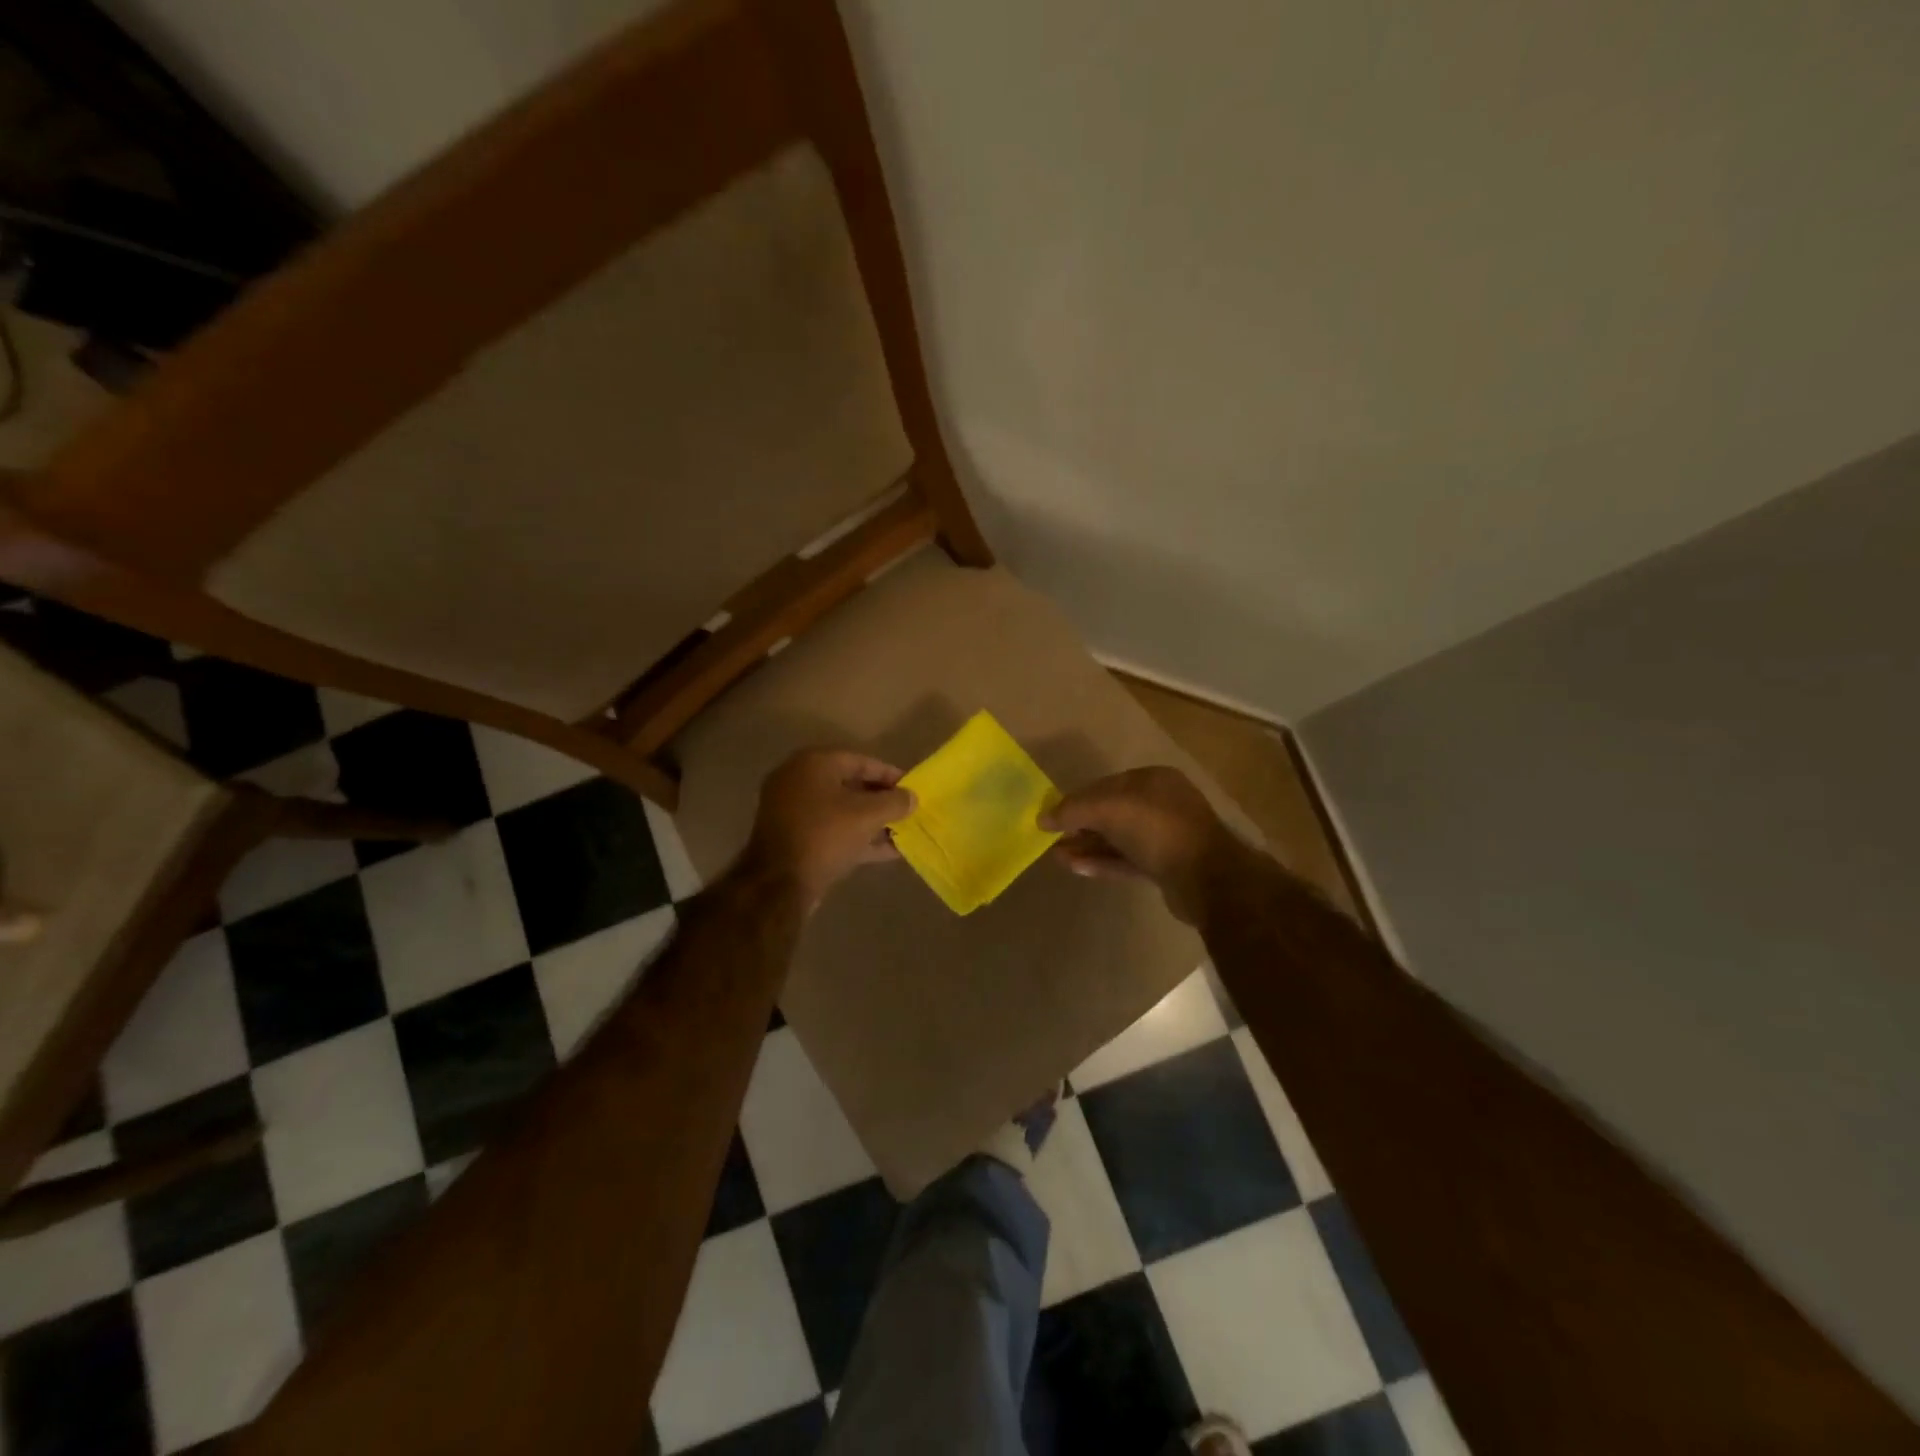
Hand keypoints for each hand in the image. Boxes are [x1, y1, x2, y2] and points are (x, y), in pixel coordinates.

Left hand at [740, 749, 913, 906]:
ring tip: (902, 833)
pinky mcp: (794, 839)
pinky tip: (887, 851)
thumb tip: (912, 798)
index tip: (913, 789)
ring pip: (841, 811)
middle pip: (850, 785)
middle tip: (907, 811)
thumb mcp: (867, 815)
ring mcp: (793, 811)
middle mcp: (799, 781)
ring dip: (871, 822)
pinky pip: (831, 831)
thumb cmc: (824, 835)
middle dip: (881, 800)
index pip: (861, 761)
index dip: (890, 775)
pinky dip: (856, 838)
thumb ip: (894, 802)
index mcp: (813, 764)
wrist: (778, 883)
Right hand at [1040, 766, 1246, 923]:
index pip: (1106, 785)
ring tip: (1057, 856)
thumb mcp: (1109, 809)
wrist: (1207, 878)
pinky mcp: (1166, 868)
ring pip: (1118, 838)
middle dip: (1081, 825)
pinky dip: (1102, 862)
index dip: (1077, 798)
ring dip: (1088, 846)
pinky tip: (1076, 867)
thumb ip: (1073, 810)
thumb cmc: (1157, 829)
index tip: (1052, 815)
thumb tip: (1042, 818)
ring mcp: (1166, 837)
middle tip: (1052, 838)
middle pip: (1112, 812)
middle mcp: (1162, 804)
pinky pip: (1127, 861)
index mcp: (1154, 780)